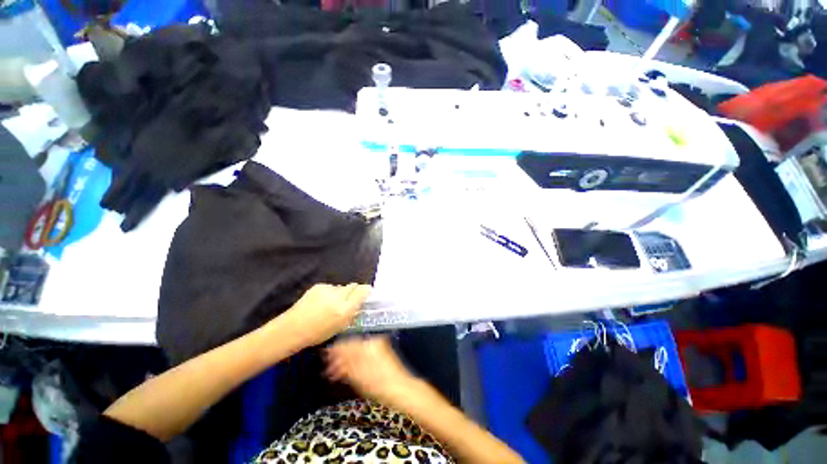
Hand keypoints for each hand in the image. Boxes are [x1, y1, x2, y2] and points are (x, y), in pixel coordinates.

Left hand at [275, 283, 370, 347]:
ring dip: (340, 293)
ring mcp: (327, 289)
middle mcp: (338, 296)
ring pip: (341, 287)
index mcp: (345, 309)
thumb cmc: (318, 333)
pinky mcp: (318, 286)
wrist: (292, 329)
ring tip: (331, 304)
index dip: (366, 290)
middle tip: (349, 300)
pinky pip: (330, 287)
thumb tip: (360, 303)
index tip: (366, 294)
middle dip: (354, 291)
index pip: (362, 290)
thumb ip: (352, 312)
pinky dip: (329, 293)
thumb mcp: (340, 327)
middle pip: (353, 286)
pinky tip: (321, 302)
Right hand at [325, 336, 415, 403]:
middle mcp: (373, 341)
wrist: (399, 389)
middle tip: (328, 369)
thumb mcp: (357, 375)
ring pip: (356, 351)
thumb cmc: (378, 384)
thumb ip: (344, 362)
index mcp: (368, 343)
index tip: (323, 357)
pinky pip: (363, 355)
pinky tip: (347, 372)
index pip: (347, 343)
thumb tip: (331, 353)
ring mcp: (378, 347)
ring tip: (335, 374)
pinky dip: (354, 362)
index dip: (334, 350)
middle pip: (351, 346)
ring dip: (345, 361)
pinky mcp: (380, 354)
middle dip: (339, 357)